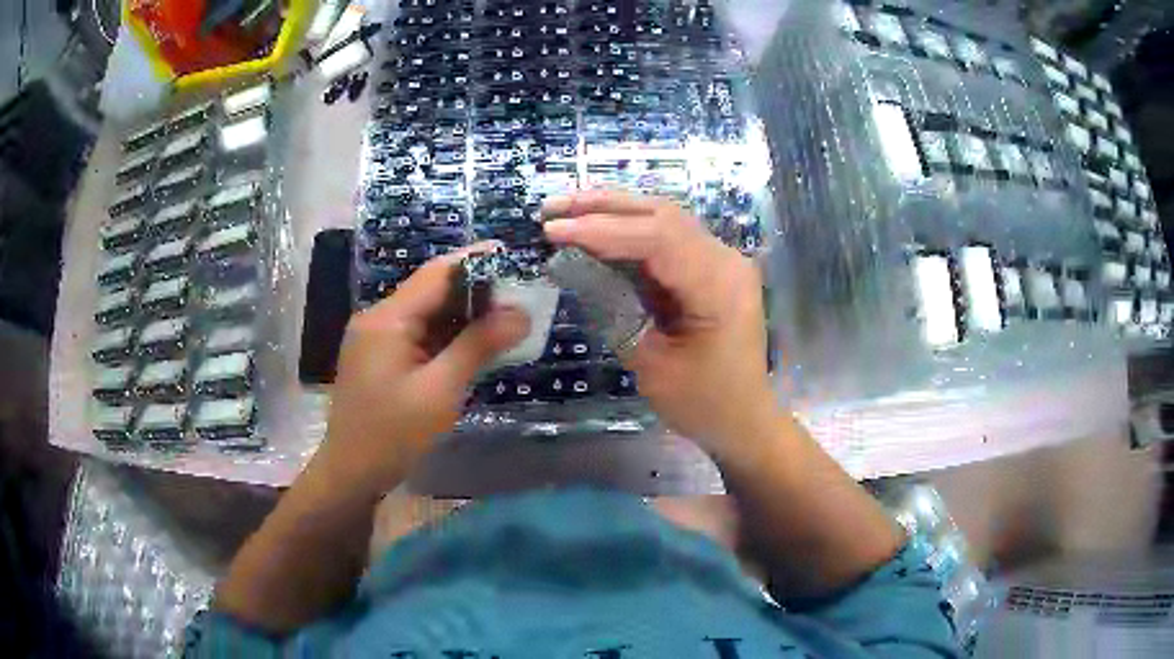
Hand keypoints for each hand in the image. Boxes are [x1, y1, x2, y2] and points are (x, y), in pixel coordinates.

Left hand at [316, 244, 528, 496]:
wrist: (351, 473)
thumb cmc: (392, 434)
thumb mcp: (440, 391)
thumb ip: (478, 347)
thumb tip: (520, 313)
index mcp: (387, 319)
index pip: (436, 275)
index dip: (475, 261)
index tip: (513, 255)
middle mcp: (379, 319)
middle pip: (431, 292)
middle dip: (475, 291)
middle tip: (519, 294)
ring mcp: (377, 339)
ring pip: (427, 315)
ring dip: (464, 316)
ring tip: (507, 317)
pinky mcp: (381, 359)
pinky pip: (419, 336)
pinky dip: (448, 337)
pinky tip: (476, 345)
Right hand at [543, 191, 777, 456]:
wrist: (744, 419)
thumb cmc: (703, 402)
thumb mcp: (651, 363)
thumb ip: (615, 310)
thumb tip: (574, 267)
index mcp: (719, 285)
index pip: (657, 238)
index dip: (602, 229)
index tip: (554, 230)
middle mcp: (725, 259)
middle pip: (661, 215)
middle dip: (603, 207)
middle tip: (552, 207)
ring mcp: (721, 259)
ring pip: (663, 218)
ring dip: (614, 211)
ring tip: (567, 209)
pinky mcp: (710, 266)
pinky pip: (667, 237)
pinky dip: (628, 229)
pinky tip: (597, 227)